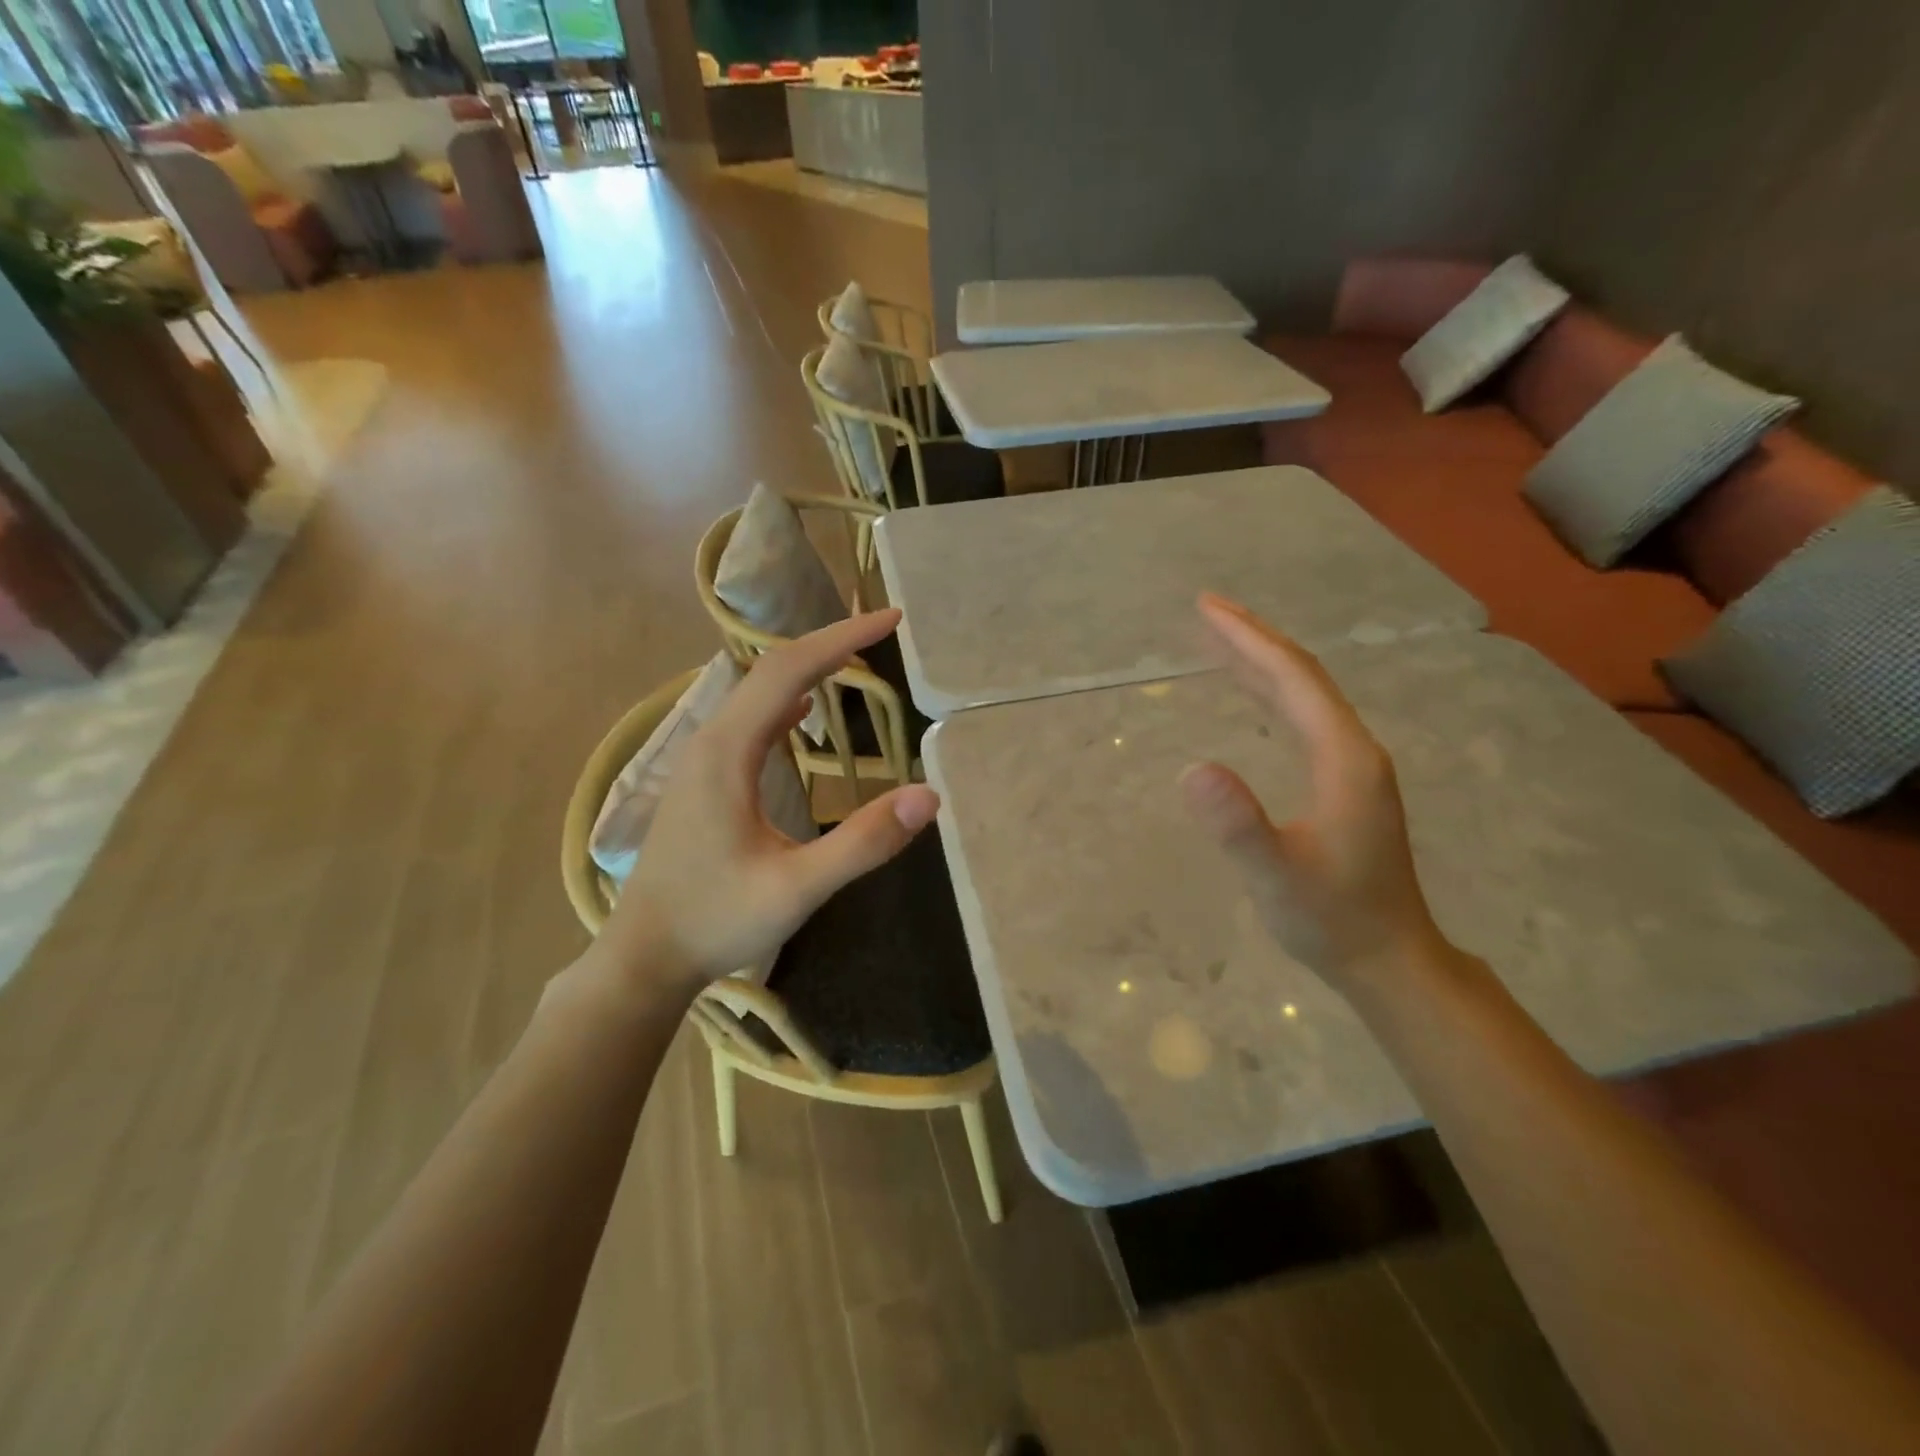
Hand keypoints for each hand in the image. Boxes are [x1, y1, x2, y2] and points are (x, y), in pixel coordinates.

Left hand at [595, 610, 939, 993]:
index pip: (789, 671)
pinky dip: (785, 701)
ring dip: (807, 668)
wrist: (646, 958)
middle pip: (771, 670)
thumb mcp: (798, 887)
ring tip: (855, 658)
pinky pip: (750, 722)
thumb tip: (929, 796)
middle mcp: (710, 742)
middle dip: (829, 644)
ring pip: (758, 694)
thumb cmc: (717, 920)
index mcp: (728, 752)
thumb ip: (863, 842)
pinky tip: (804, 712)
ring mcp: (703, 761)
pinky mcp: (705, 781)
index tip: (890, 620)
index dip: (842, 639)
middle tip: (883, 630)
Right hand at [1179, 593, 1448, 993]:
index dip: (1249, 639)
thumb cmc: (1330, 920)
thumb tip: (1190, 768)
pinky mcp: (1343, 782)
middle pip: (1301, 676)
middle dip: (1252, 638)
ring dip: (1260, 661)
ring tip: (1218, 639)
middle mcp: (1353, 749)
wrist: (1387, 958)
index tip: (1206, 608)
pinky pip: (1302, 718)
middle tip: (1205, 609)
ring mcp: (1351, 765)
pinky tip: (1251, 693)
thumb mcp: (1276, 877)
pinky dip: (1270, 693)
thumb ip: (1238, 825)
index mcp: (1344, 758)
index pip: (1293, 679)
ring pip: (1303, 695)